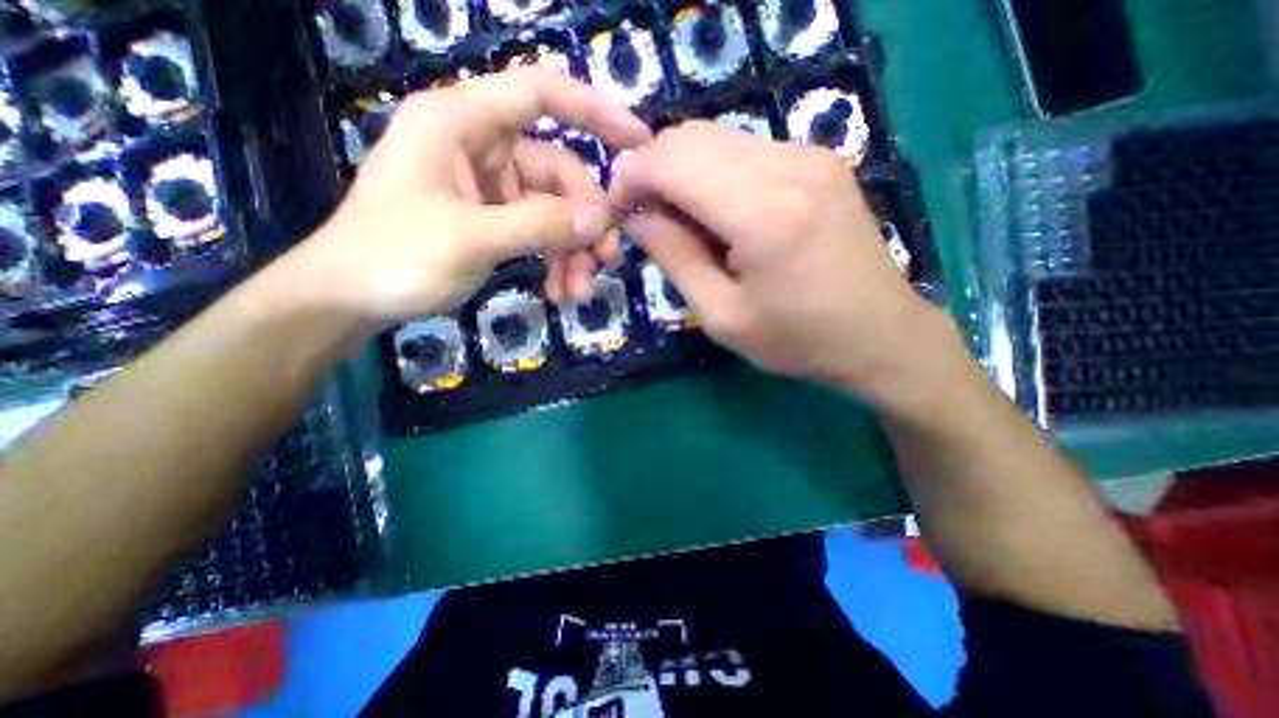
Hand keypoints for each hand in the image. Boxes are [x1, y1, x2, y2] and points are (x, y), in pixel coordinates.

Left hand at [269, 66, 649, 327]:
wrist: (350, 299)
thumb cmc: (394, 256)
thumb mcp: (470, 238)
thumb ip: (538, 225)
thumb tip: (600, 220)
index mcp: (461, 123)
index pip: (540, 93)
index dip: (595, 110)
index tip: (638, 142)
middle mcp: (482, 147)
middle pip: (559, 173)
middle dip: (586, 221)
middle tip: (607, 261)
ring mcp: (491, 188)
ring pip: (554, 211)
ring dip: (573, 252)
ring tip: (580, 292)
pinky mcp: (495, 220)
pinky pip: (540, 233)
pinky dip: (555, 261)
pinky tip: (561, 291)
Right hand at [610, 124, 958, 408]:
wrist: (880, 336)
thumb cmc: (798, 340)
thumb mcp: (722, 316)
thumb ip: (675, 259)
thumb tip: (636, 216)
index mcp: (764, 214)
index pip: (673, 161)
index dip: (632, 177)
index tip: (620, 208)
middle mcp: (790, 165)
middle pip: (692, 137)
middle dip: (654, 170)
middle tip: (648, 217)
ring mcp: (810, 155)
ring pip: (717, 137)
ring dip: (684, 171)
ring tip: (683, 221)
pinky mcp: (819, 159)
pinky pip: (745, 149)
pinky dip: (715, 172)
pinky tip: (720, 213)